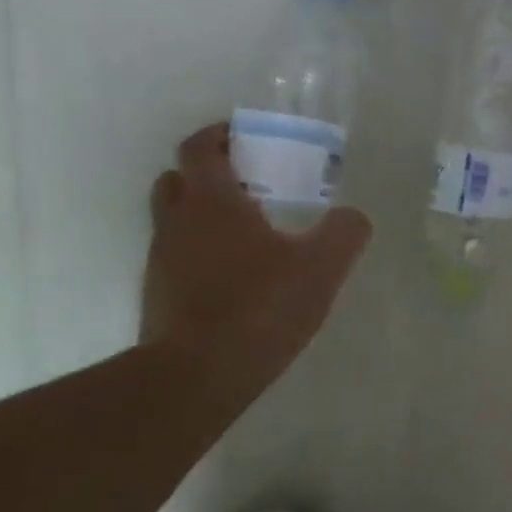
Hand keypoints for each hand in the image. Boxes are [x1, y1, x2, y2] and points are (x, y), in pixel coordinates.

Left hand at [140, 124, 371, 393]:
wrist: (196, 377)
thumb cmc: (260, 306)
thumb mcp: (322, 266)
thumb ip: (344, 232)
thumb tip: (353, 216)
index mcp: (212, 202)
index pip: (200, 147)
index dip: (220, 134)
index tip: (247, 135)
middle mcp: (177, 223)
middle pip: (178, 179)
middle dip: (210, 173)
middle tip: (251, 183)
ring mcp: (161, 261)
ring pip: (176, 220)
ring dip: (204, 214)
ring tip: (251, 232)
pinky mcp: (159, 297)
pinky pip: (179, 257)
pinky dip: (202, 253)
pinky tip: (239, 277)